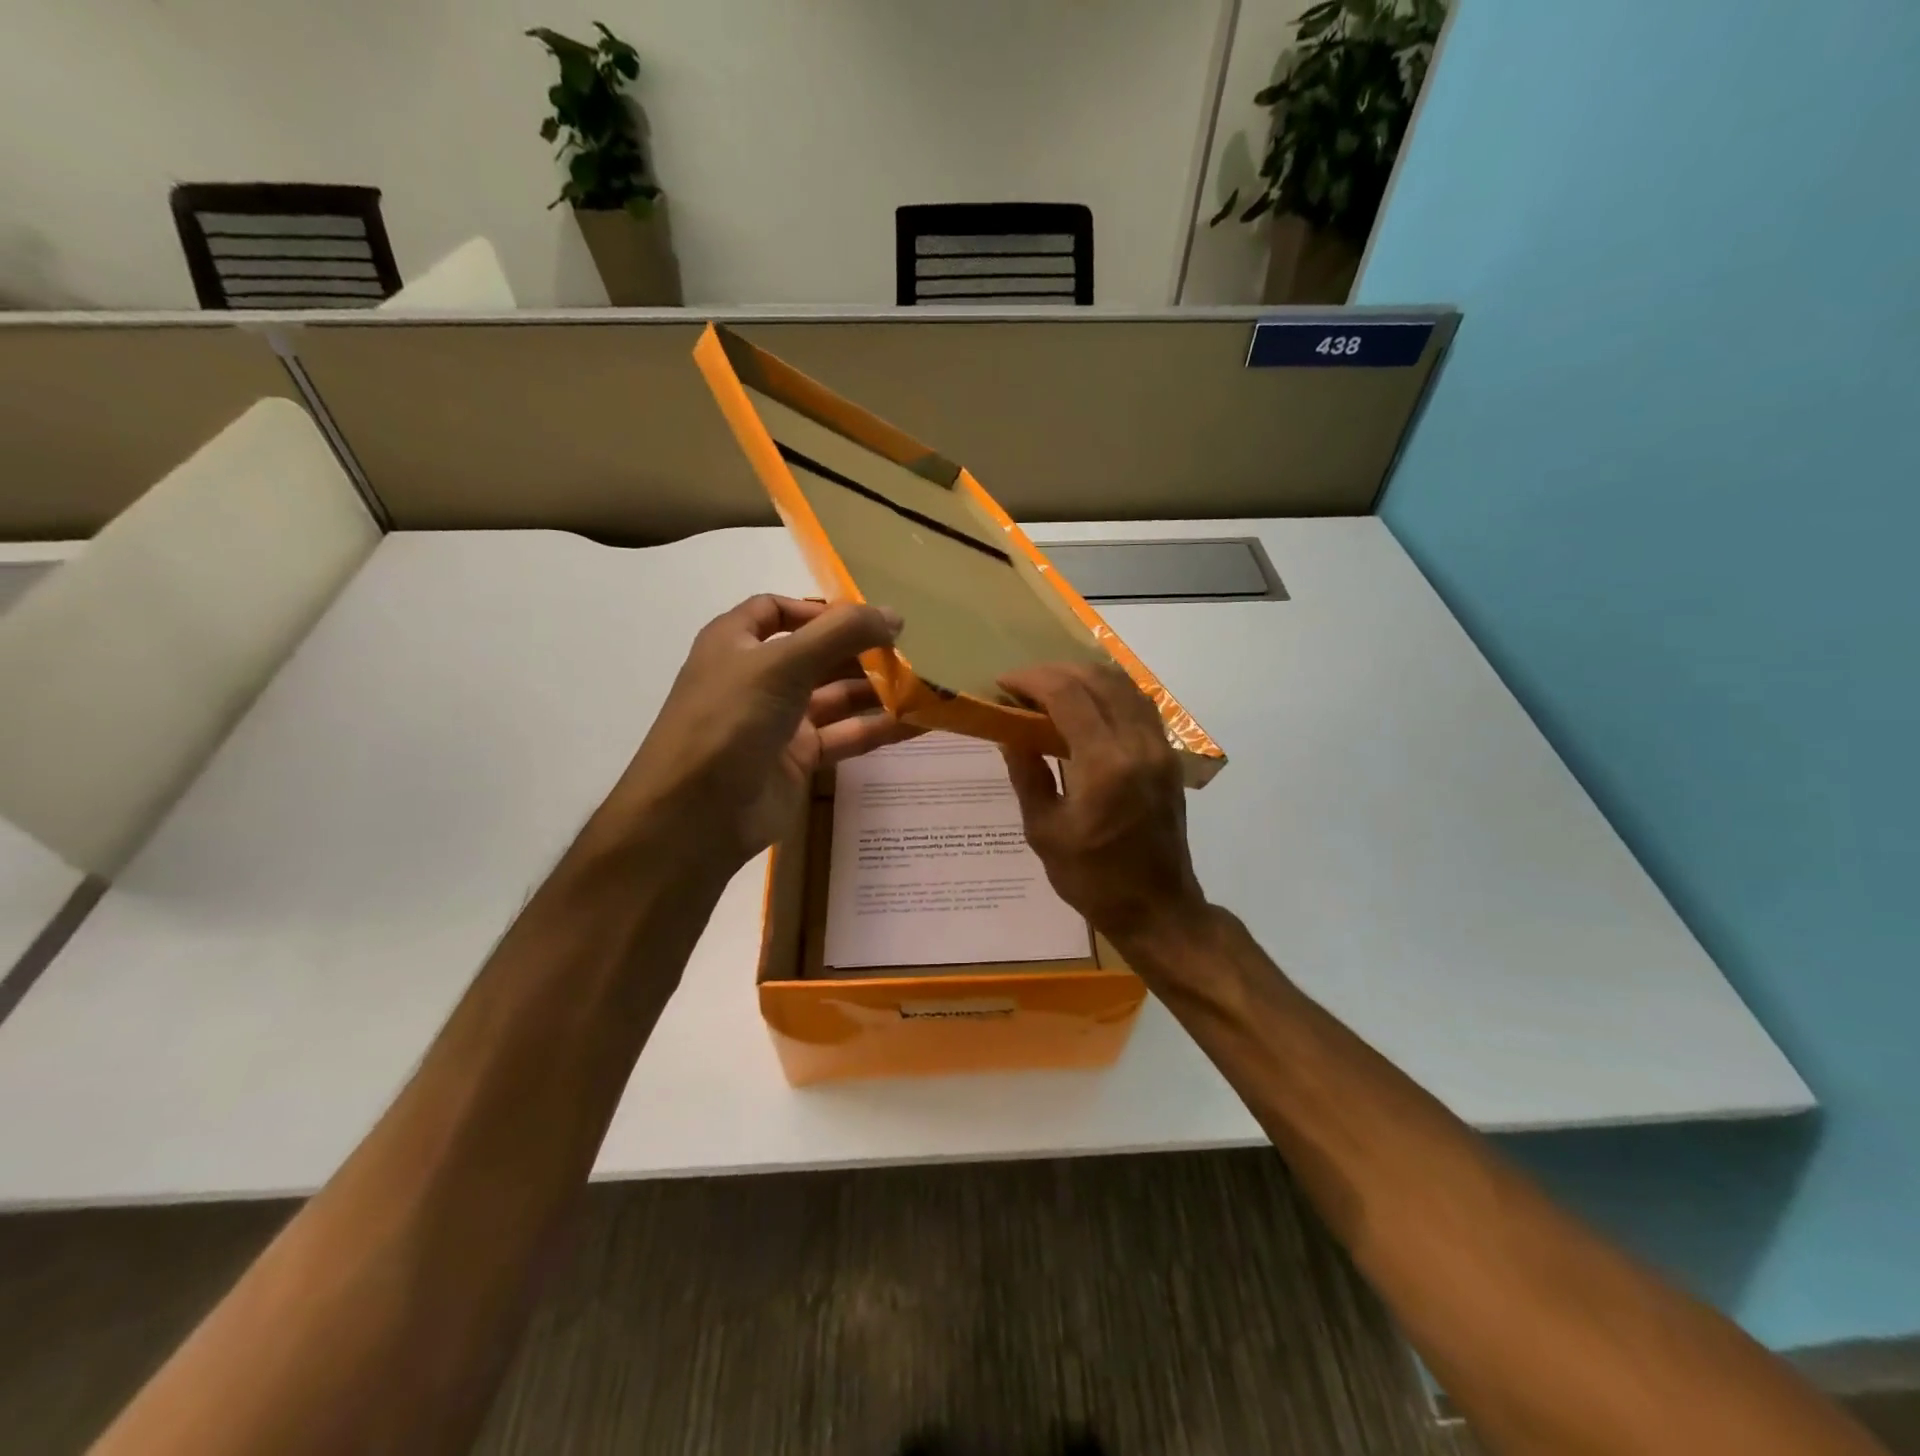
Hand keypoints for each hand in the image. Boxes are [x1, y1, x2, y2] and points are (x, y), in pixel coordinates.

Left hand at [592, 595, 913, 869]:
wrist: (696, 816)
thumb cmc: (730, 721)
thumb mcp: (783, 665)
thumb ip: (840, 634)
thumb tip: (894, 615)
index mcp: (736, 643)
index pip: (776, 610)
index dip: (818, 610)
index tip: (864, 619)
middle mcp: (757, 678)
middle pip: (816, 654)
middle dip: (860, 651)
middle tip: (910, 652)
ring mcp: (778, 721)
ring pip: (836, 697)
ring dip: (877, 690)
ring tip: (925, 685)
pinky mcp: (798, 760)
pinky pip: (845, 736)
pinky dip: (878, 728)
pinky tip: (917, 723)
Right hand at [998, 663, 1209, 951]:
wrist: (1157, 908)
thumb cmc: (1092, 879)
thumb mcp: (1045, 831)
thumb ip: (1027, 773)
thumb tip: (1009, 732)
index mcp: (1104, 764)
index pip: (1067, 694)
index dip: (1031, 680)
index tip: (1003, 683)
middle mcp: (1138, 744)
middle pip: (1097, 679)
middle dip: (1054, 672)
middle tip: (1022, 685)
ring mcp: (1159, 747)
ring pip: (1123, 685)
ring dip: (1084, 676)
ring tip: (1050, 688)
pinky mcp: (1168, 756)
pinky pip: (1139, 704)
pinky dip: (1110, 691)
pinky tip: (1088, 703)